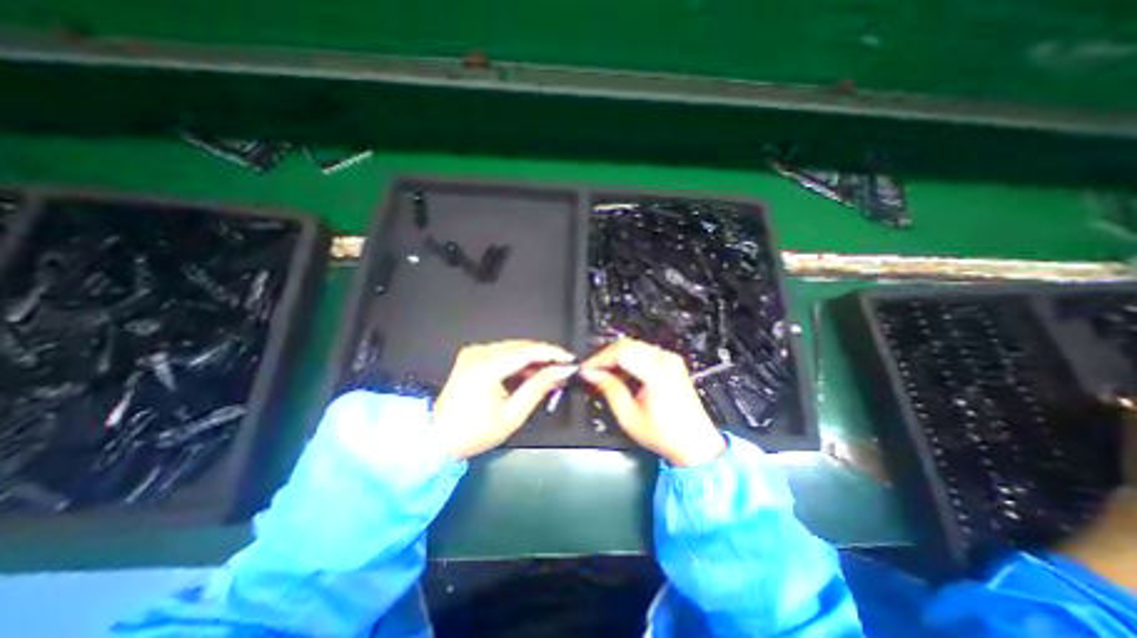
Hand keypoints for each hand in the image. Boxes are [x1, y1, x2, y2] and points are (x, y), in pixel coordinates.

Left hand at [434, 339, 579, 458]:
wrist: (437, 438)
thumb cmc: (474, 432)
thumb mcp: (512, 414)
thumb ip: (538, 387)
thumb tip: (561, 371)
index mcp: (487, 367)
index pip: (528, 350)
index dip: (552, 353)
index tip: (570, 360)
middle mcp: (479, 353)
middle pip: (522, 346)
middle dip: (545, 356)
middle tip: (562, 369)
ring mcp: (474, 352)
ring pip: (514, 347)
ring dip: (533, 359)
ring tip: (549, 374)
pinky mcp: (473, 356)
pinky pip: (503, 352)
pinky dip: (519, 361)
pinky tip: (530, 373)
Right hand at [582, 336, 723, 465]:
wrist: (695, 444)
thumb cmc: (666, 435)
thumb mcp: (629, 416)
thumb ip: (609, 389)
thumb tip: (592, 374)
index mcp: (657, 373)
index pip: (620, 352)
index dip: (599, 358)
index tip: (586, 369)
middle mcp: (666, 361)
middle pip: (626, 344)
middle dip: (605, 356)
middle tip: (592, 371)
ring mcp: (670, 360)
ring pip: (634, 346)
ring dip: (615, 357)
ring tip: (604, 375)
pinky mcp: (671, 363)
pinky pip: (643, 352)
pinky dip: (628, 359)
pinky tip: (621, 374)